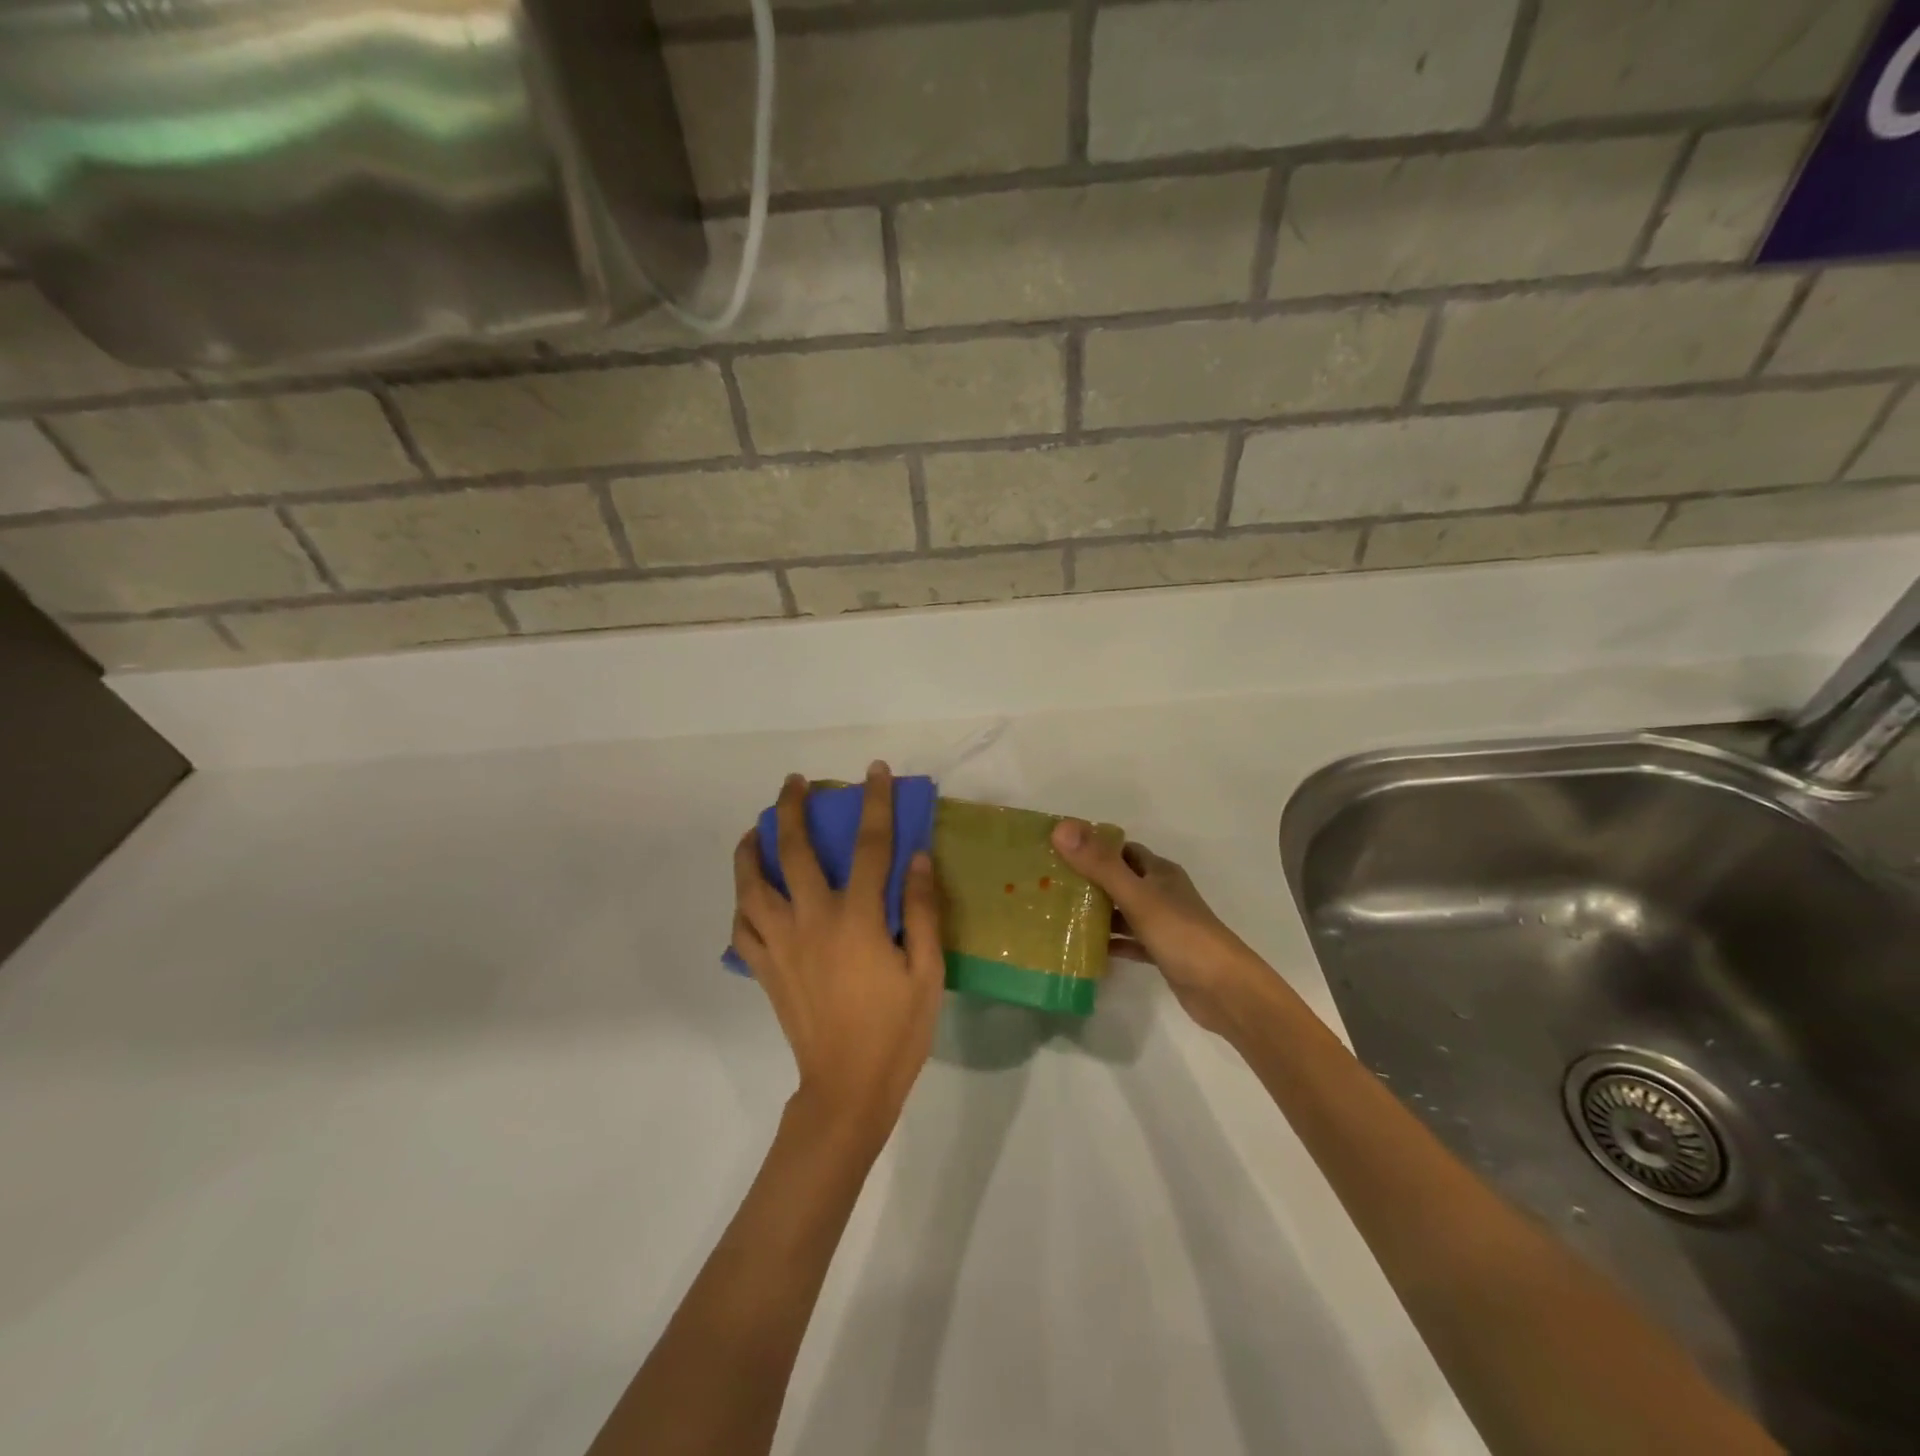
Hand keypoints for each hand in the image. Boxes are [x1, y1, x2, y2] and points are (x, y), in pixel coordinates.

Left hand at [731, 763, 945, 1138]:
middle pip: (793, 852)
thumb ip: (923, 911)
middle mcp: (812, 921)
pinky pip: (742, 926)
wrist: (846, 1089)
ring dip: (750, 850)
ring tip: (755, 830)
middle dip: (791, 810)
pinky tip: (748, 892)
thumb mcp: (928, 972)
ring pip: (752, 885)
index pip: (869, 846)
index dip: (873, 803)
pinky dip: (742, 901)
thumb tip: (919, 858)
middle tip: (794, 783)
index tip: (873, 772)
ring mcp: (781, 945)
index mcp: (857, 919)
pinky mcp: (765, 969)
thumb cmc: (896, 1031)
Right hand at [1050, 821, 1275, 1036]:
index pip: (1121, 849)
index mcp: (1159, 872)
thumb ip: (1100, 865)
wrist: (1224, 990)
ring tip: (1058, 915)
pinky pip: (1129, 941)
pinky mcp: (1161, 953)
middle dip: (1088, 880)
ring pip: (1123, 911)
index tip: (1058, 850)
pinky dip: (1110, 943)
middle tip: (1049, 884)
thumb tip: (1061, 828)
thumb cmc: (1181, 934)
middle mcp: (1161, 893)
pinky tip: (1084, 949)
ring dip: (1097, 912)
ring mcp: (1163, 924)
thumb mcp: (1137, 896)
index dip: (1092, 846)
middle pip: (1120, 879)